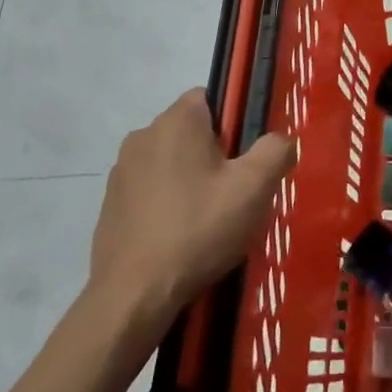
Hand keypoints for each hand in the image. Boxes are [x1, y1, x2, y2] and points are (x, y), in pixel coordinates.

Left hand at [89, 90, 294, 339]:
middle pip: (191, 131)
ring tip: (208, 221)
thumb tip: (281, 141)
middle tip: (234, 193)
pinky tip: (180, 237)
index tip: (245, 159)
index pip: (210, 97)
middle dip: (215, 155)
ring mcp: (121, 171)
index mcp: (176, 121)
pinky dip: (167, 204)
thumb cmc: (198, 229)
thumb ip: (275, 151)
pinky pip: (150, 190)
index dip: (234, 124)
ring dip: (190, 180)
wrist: (134, 293)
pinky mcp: (110, 204)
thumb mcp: (254, 188)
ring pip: (170, 162)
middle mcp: (143, 135)